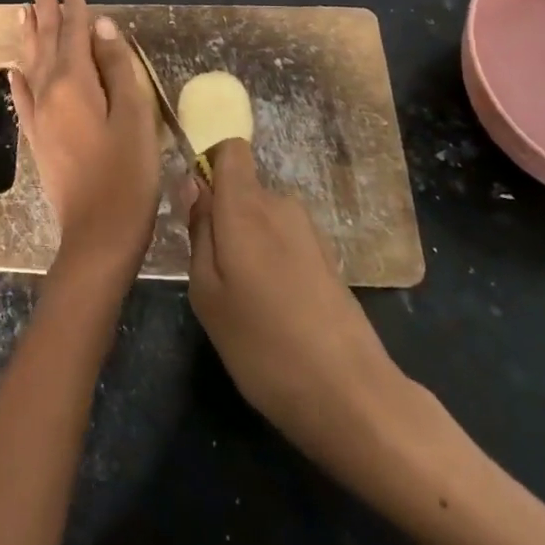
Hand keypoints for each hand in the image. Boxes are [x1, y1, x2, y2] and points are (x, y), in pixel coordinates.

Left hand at [9, 0, 160, 279]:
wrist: (97, 235)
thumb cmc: (126, 174)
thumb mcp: (134, 116)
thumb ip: (117, 67)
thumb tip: (101, 27)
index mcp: (74, 83)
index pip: (74, 32)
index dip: (74, 6)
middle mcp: (48, 92)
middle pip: (46, 41)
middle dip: (43, 9)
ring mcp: (39, 117)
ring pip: (31, 63)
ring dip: (29, 34)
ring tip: (22, 10)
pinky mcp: (37, 139)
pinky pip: (23, 97)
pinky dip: (19, 77)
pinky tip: (14, 70)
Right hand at [185, 139, 418, 468]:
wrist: (351, 395)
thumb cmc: (263, 345)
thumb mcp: (207, 293)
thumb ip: (198, 230)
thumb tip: (192, 183)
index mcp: (246, 206)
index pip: (230, 149)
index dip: (209, 166)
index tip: (196, 207)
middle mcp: (280, 205)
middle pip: (243, 187)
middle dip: (223, 216)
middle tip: (212, 272)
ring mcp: (309, 231)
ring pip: (263, 217)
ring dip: (247, 242)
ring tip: (243, 298)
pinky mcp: (327, 257)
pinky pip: (284, 239)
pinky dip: (272, 260)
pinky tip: (274, 309)